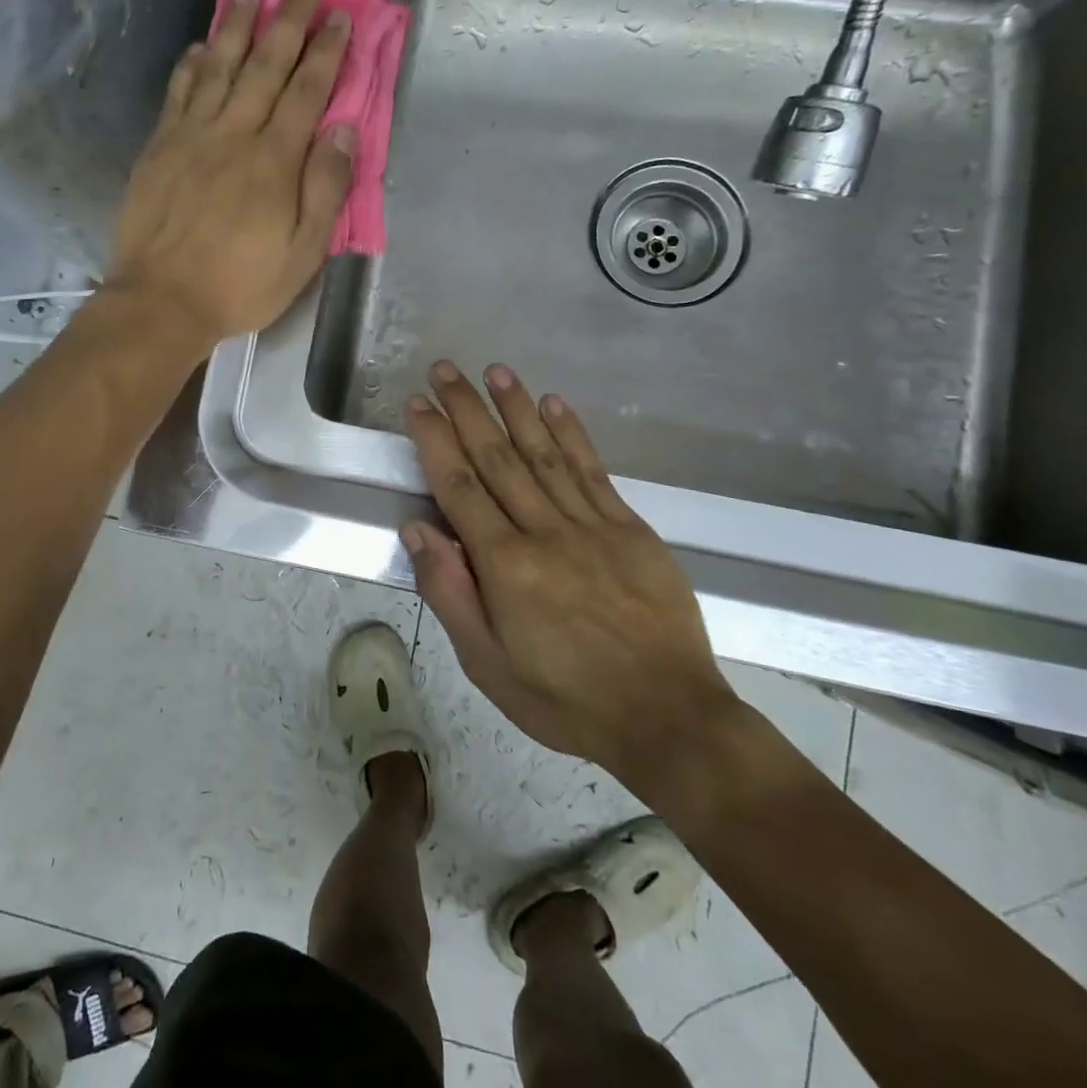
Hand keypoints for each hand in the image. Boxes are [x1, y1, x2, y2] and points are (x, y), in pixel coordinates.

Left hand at [104, 0, 355, 348]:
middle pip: (265, 66)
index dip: (326, 52)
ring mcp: (191, 137)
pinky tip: (202, 45)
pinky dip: (193, 64)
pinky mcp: (159, 148)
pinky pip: (179, 93)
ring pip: (219, 68)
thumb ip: (325, 189)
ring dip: (238, 27)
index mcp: (275, 161)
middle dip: (289, 22)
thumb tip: (344, 130)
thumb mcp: (302, 253)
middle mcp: (234, 134)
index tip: (340, 17)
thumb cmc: (240, 285)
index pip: (307, 92)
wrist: (162, 301)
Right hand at [402, 362, 739, 789]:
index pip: (460, 486)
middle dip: (467, 409)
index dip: (435, 440)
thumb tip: (418, 528)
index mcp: (505, 565)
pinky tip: (554, 404)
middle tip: (444, 369)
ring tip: (494, 370)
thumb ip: (450, 592)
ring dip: (516, 408)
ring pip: (545, 453)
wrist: (668, 718)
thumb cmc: (565, 699)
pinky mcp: (631, 528)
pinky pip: (594, 471)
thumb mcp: (488, 664)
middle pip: (497, 457)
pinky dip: (572, 434)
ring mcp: (593, 525)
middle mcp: (545, 531)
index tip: (418, 403)